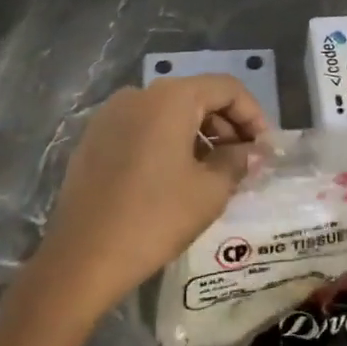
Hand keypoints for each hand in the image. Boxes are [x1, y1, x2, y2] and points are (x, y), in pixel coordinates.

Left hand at [39, 74, 268, 313]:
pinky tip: (174, 178)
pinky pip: (142, 128)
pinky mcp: (93, 138)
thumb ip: (237, 162)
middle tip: (242, 163)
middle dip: (225, 125)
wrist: (83, 257)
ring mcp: (110, 115)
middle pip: (196, 96)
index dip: (253, 115)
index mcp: (170, 98)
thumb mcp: (209, 191)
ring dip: (197, 135)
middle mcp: (138, 94)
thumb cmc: (155, 218)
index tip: (264, 149)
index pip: (226, 88)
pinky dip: (167, 143)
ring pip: (167, 113)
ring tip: (212, 173)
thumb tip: (252, 152)